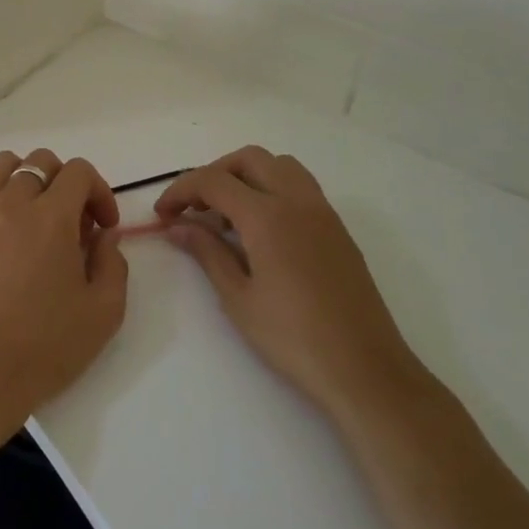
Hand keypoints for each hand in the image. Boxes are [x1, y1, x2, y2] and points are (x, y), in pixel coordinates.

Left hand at [0, 149, 127, 441]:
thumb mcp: (104, 311)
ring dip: (26, 179)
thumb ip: (113, 263)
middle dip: (66, 182)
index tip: (105, 228)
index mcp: (52, 218)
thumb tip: (104, 235)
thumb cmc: (47, 346)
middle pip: (41, 162)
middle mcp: (13, 205)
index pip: (79, 172)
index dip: (100, 191)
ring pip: (2, 166)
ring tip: (38, 214)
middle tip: (75, 224)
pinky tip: (2, 226)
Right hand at [156, 146, 419, 420]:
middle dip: (214, 174)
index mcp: (267, 216)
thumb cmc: (293, 338)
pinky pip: (300, 186)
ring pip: (279, 165)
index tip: (163, 213)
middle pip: (248, 159)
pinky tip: (261, 229)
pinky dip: (272, 189)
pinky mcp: (337, 229)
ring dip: (246, 176)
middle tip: (194, 207)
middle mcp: (296, 201)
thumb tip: (178, 226)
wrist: (365, 369)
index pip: (213, 181)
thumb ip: (207, 252)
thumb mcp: (238, 298)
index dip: (181, 190)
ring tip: (228, 214)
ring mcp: (322, 212)